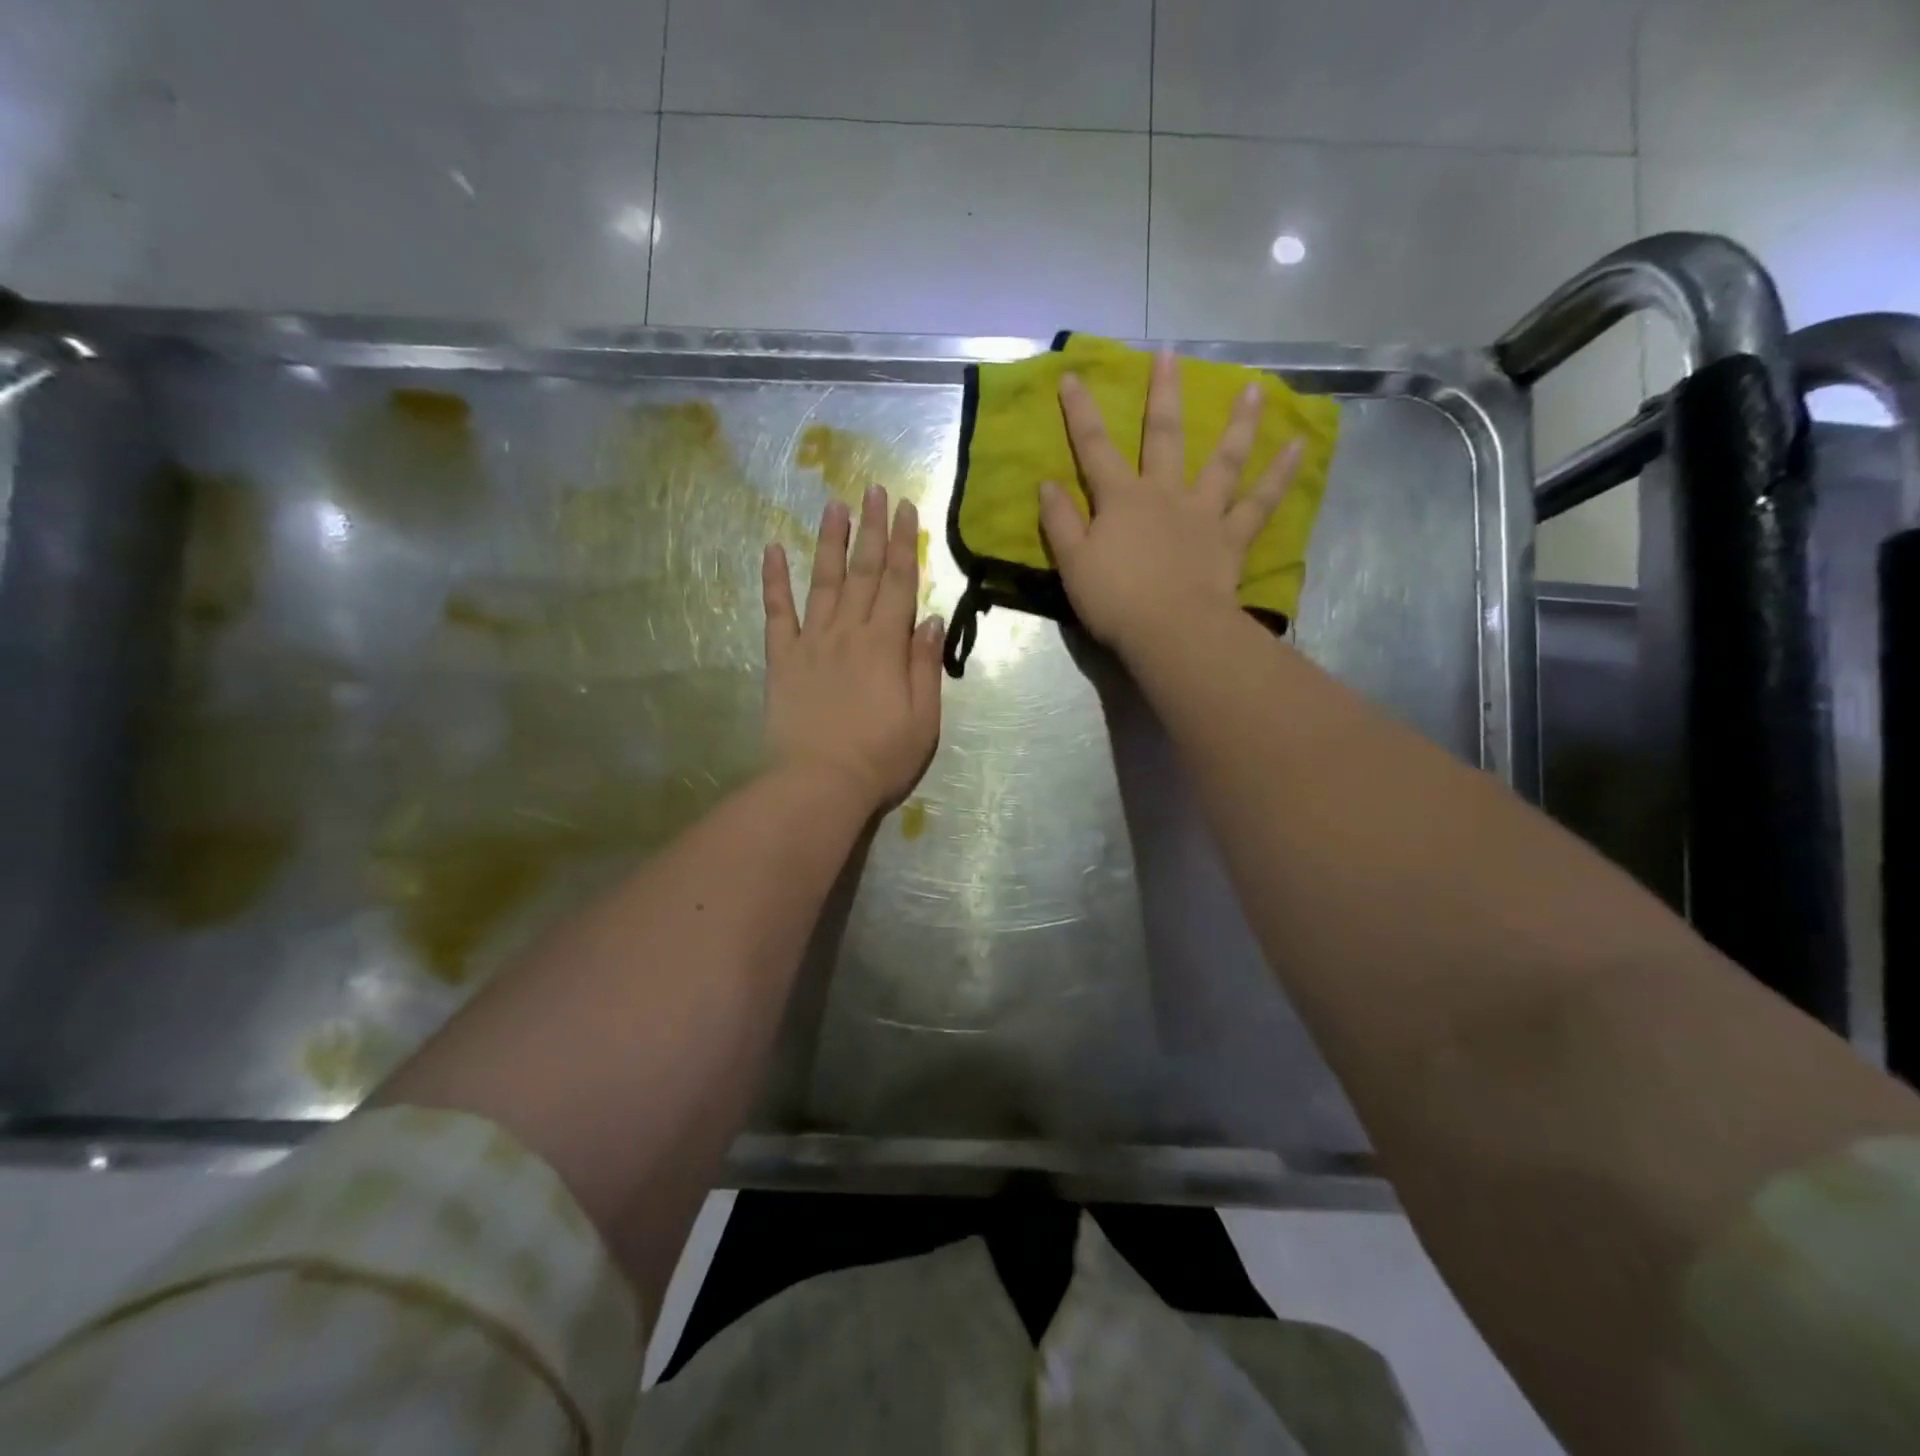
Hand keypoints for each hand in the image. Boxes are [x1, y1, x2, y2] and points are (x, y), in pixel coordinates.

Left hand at [763, 486, 943, 813]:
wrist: (821, 784)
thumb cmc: (881, 757)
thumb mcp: (924, 718)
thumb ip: (924, 665)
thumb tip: (928, 618)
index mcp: (886, 645)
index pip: (899, 583)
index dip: (904, 543)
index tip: (905, 507)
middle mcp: (849, 632)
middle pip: (864, 572)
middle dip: (871, 529)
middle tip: (873, 490)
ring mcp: (811, 642)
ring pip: (824, 581)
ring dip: (830, 541)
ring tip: (834, 505)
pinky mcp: (782, 659)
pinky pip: (777, 612)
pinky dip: (774, 580)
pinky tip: (774, 549)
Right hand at [1039, 349, 1303, 655]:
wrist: (1171, 630)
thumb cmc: (1116, 600)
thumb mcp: (1072, 564)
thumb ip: (1059, 522)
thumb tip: (1047, 484)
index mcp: (1122, 500)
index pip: (1094, 448)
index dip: (1080, 413)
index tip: (1073, 376)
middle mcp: (1165, 494)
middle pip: (1164, 436)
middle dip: (1163, 394)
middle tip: (1170, 354)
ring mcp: (1203, 512)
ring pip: (1223, 459)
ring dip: (1239, 423)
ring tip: (1255, 388)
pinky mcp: (1231, 537)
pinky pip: (1260, 502)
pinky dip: (1280, 475)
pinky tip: (1298, 447)